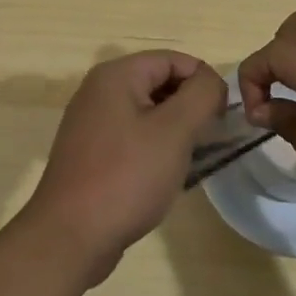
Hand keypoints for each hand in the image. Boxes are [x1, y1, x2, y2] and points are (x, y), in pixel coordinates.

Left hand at [22, 51, 228, 285]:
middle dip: (189, 105)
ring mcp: (90, 122)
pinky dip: (154, 146)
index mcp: (115, 76)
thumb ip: (201, 95)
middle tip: (210, 137)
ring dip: (174, 128)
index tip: (223, 114)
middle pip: (158, 82)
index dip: (203, 81)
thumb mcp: (174, 130)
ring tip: (191, 157)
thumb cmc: (127, 176)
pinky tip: (165, 173)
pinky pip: (132, 135)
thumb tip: (212, 81)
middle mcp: (98, 91)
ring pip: (147, 111)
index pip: (173, 59)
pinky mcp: (90, 152)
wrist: (71, 236)